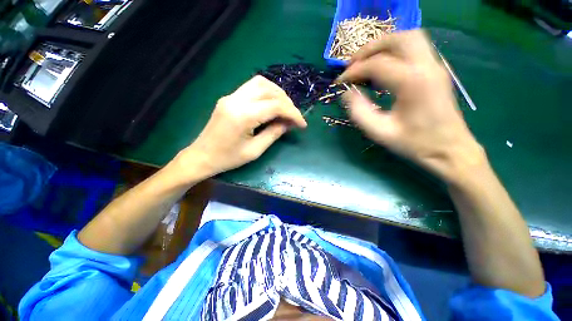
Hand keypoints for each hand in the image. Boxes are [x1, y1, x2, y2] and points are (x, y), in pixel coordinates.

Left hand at [174, 75, 306, 180]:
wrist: (202, 156)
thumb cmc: (228, 158)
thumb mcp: (255, 151)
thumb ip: (274, 134)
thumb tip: (289, 123)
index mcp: (243, 116)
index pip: (275, 106)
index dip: (293, 113)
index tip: (302, 124)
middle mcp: (236, 100)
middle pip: (269, 90)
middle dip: (287, 102)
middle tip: (294, 117)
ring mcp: (231, 96)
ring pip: (261, 83)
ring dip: (277, 94)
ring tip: (285, 109)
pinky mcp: (229, 98)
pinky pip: (252, 88)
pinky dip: (267, 93)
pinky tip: (272, 105)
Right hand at [339, 30, 484, 184]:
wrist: (449, 149)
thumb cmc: (415, 143)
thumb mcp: (380, 132)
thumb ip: (359, 112)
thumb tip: (347, 93)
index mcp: (412, 83)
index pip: (377, 64)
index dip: (354, 71)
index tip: (340, 81)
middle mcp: (427, 66)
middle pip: (397, 38)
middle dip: (370, 48)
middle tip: (352, 64)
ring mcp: (435, 66)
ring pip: (409, 38)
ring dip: (383, 45)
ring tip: (365, 61)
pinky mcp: (436, 70)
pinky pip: (415, 48)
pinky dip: (395, 50)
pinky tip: (383, 66)